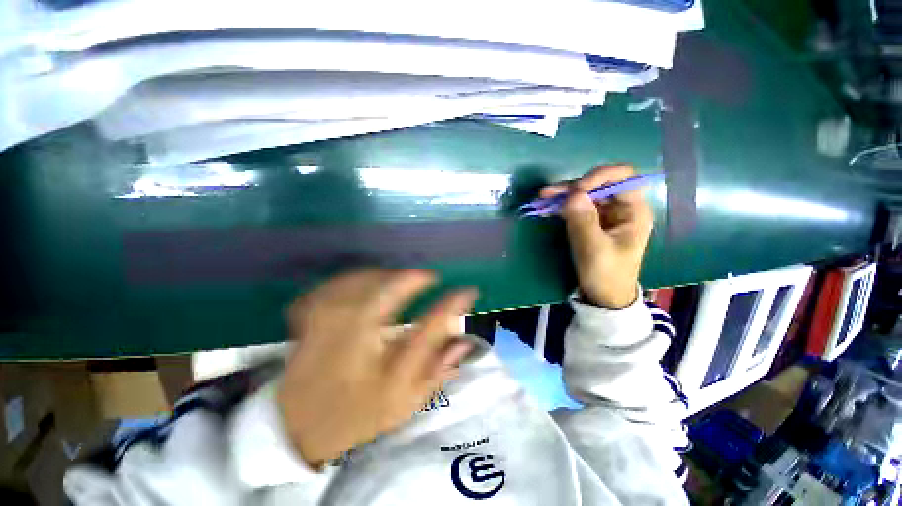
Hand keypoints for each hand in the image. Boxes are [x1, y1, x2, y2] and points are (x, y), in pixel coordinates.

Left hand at [278, 269, 476, 467]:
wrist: (298, 427)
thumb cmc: (359, 416)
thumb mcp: (405, 403)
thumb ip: (437, 371)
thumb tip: (464, 340)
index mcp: (386, 374)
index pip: (428, 331)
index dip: (453, 306)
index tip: (468, 290)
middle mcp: (355, 348)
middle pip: (384, 296)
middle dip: (411, 279)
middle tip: (427, 276)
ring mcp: (325, 332)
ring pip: (358, 285)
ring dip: (384, 275)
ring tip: (399, 279)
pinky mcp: (306, 323)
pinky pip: (331, 287)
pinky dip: (352, 278)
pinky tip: (364, 280)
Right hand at [541, 165, 652, 308]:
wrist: (603, 296)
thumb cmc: (605, 274)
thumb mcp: (594, 250)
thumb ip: (584, 221)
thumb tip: (572, 194)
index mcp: (634, 211)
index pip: (623, 178)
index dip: (600, 176)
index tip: (576, 190)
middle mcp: (620, 207)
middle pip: (599, 183)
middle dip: (574, 186)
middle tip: (550, 193)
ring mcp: (604, 214)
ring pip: (585, 194)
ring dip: (563, 194)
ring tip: (543, 196)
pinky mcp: (590, 222)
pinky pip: (576, 207)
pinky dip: (561, 205)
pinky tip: (546, 207)